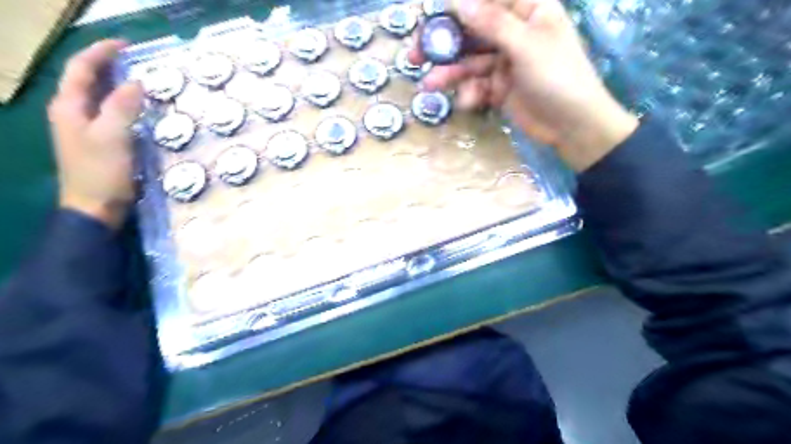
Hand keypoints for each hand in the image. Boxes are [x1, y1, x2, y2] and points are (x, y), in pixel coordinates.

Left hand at [46, 40, 143, 227]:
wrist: (95, 207)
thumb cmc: (102, 172)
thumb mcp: (113, 137)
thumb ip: (122, 107)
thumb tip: (137, 83)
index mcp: (69, 107)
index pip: (81, 69)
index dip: (101, 53)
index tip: (127, 45)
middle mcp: (72, 112)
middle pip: (88, 79)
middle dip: (110, 66)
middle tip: (140, 62)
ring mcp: (85, 127)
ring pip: (100, 96)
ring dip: (119, 85)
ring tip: (145, 80)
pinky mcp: (99, 141)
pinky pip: (111, 113)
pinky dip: (125, 104)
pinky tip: (142, 108)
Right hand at [410, 1, 637, 171]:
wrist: (572, 126)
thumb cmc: (558, 77)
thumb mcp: (526, 46)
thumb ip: (492, 24)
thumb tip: (459, 1)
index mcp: (528, 10)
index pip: (489, 0)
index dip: (460, 6)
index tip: (433, 14)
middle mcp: (513, 33)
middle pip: (472, 33)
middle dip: (445, 45)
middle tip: (416, 55)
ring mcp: (505, 62)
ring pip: (470, 63)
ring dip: (451, 74)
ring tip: (430, 85)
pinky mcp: (499, 88)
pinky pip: (477, 85)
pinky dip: (470, 94)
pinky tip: (468, 103)